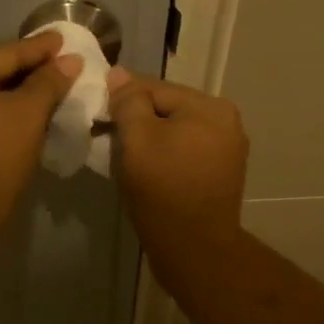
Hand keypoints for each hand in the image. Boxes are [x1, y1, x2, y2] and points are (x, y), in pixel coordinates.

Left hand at [0, 32, 81, 244]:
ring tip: (41, 92)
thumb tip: (70, 60)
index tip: (63, 41)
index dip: (40, 50)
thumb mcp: (28, 115)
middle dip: (25, 72)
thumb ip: (49, 82)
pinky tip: (13, 116)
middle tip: (57, 67)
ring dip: (9, 94)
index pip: (6, 53)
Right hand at [108, 68, 247, 265]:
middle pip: (167, 110)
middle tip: (105, 138)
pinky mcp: (221, 175)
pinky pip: (185, 153)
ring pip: (176, 132)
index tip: (95, 114)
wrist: (195, 249)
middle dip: (136, 121)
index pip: (154, 88)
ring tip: (124, 157)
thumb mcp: (137, 140)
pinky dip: (165, 157)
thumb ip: (128, 102)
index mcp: (210, 107)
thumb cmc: (163, 190)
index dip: (120, 99)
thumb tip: (118, 74)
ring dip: (150, 140)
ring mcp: (228, 150)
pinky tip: (147, 172)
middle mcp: (226, 122)